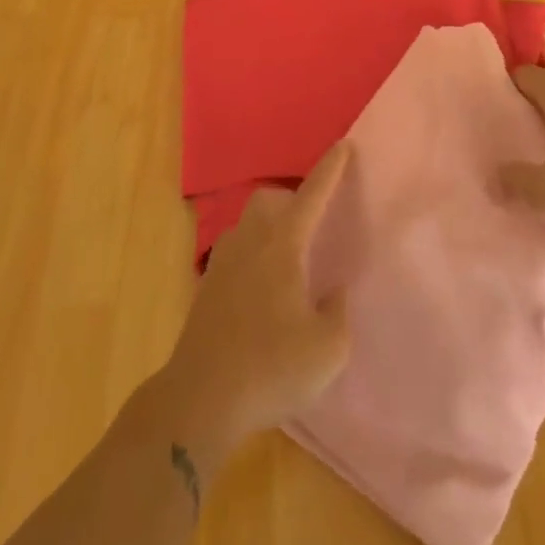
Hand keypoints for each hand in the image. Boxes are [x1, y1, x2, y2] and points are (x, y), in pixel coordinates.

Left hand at [161, 143, 351, 452]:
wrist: (200, 399)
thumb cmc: (271, 368)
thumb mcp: (328, 348)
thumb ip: (337, 311)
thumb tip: (333, 291)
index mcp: (282, 247)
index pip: (311, 196)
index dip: (330, 169)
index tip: (343, 145)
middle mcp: (249, 243)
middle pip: (268, 200)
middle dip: (291, 200)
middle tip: (311, 227)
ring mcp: (222, 263)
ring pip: (247, 223)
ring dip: (269, 226)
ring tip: (288, 260)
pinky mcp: (206, 287)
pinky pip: (235, 251)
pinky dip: (253, 254)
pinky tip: (263, 290)